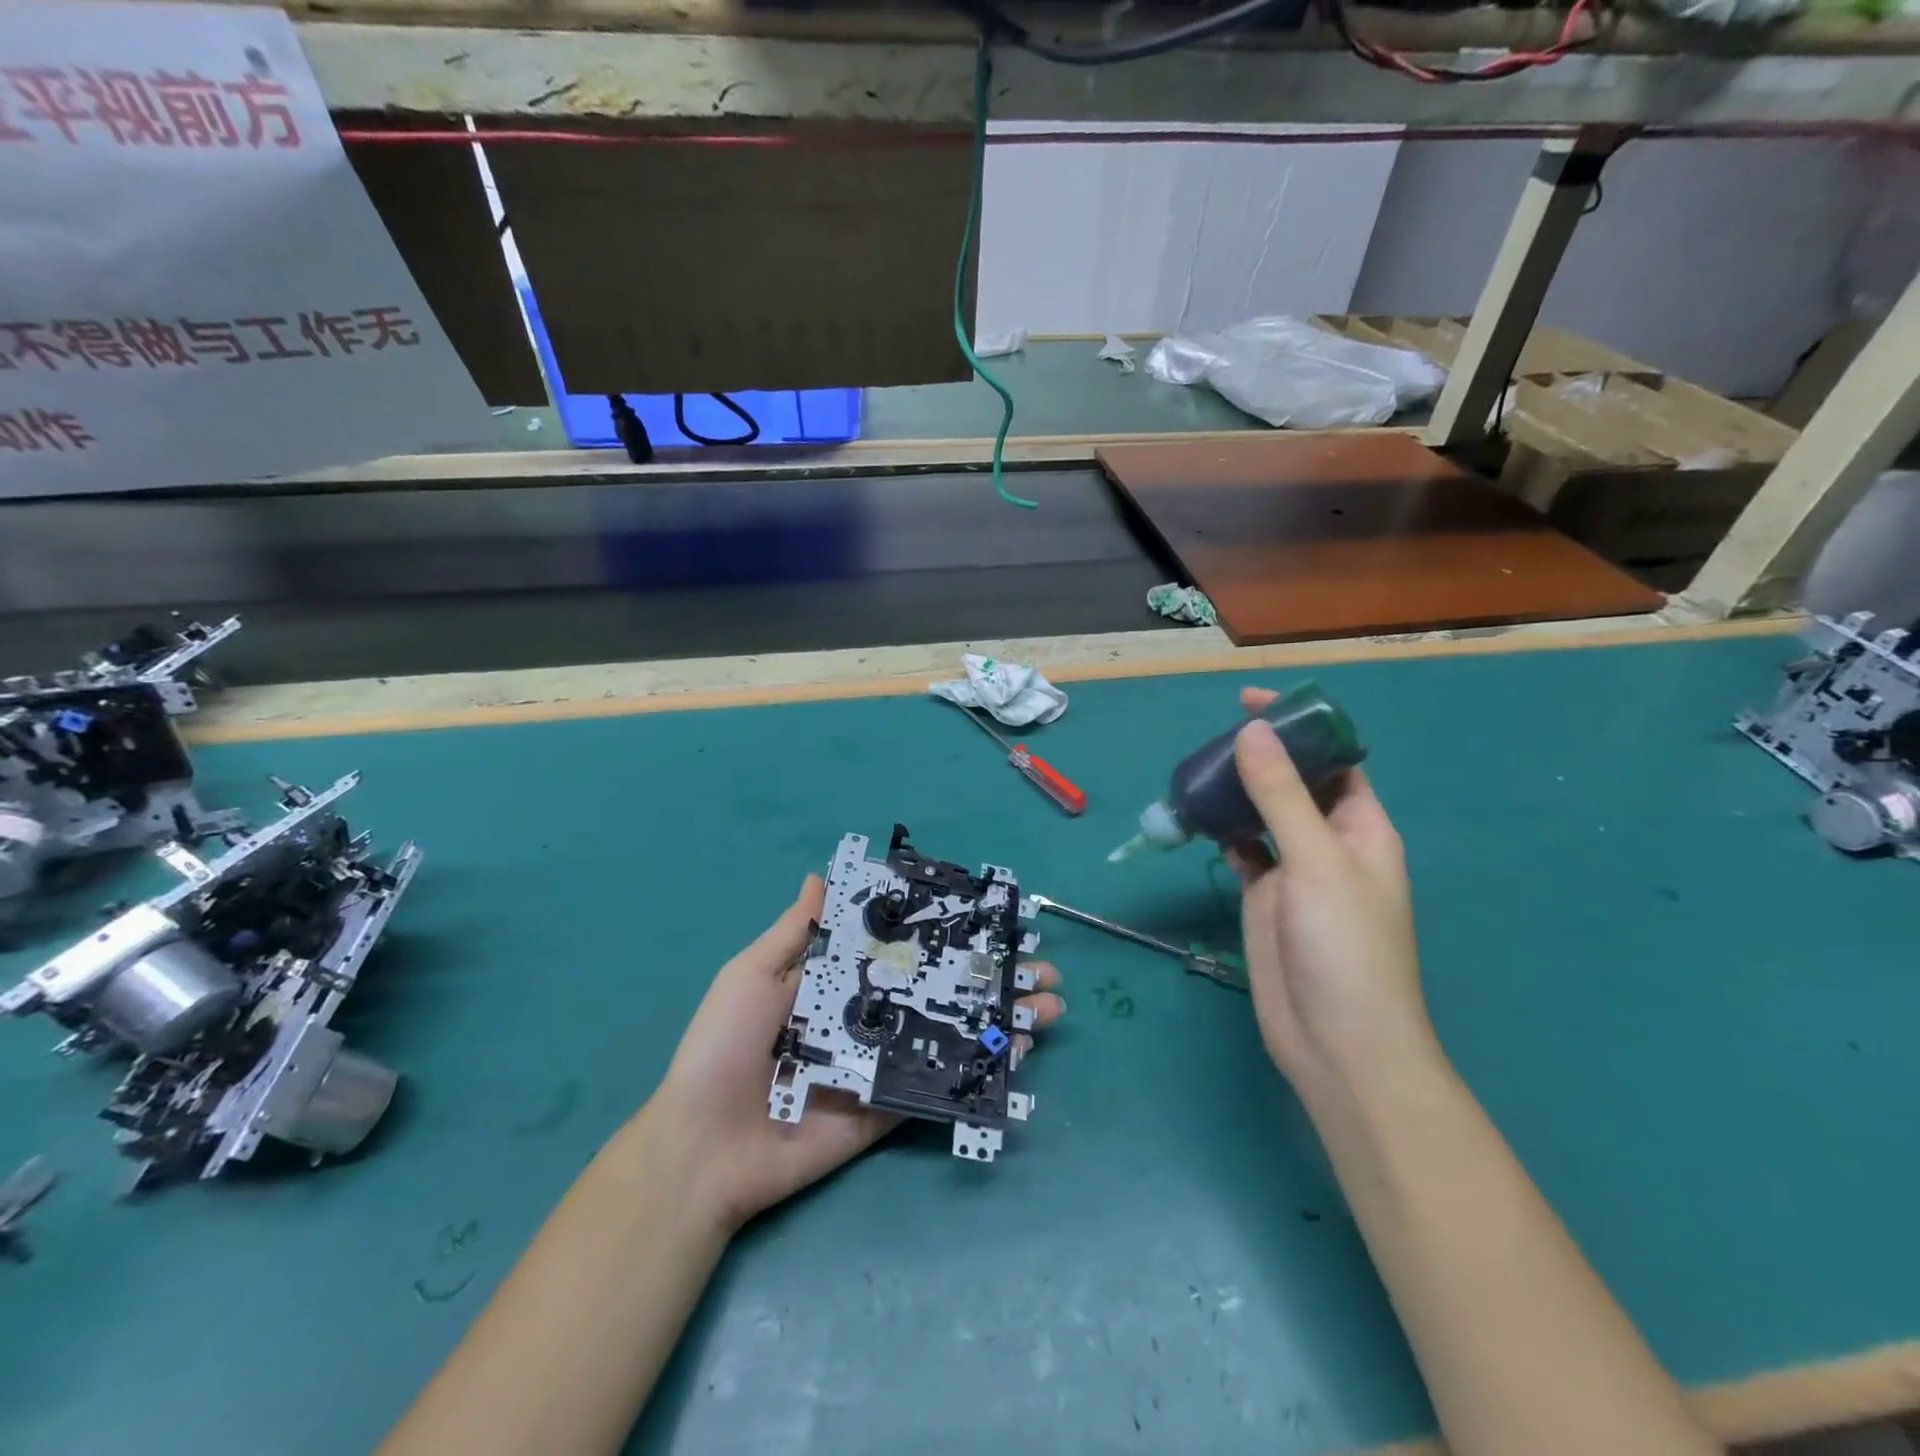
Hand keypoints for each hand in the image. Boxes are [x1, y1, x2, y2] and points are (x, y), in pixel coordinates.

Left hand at [642, 874, 1065, 1230]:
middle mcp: (870, 1016)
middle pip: (940, 987)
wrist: (704, 1147)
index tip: (992, 916)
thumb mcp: (752, 975)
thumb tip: (819, 876)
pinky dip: (982, 1067)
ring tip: (1049, 1002)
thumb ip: (795, 933)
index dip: (946, 931)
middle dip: (991, 974)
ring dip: (1001, 1016)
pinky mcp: (890, 1107)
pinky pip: (941, 1083)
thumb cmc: (725, 1047)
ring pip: (953, 1032)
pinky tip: (1019, 1048)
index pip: (903, 947)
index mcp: (839, 982)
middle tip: (1040, 964)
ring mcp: (884, 1062)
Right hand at [1228, 687, 1436, 1099]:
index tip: (1252, 702)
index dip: (1301, 726)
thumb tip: (1253, 732)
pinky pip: (1241, 849)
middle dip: (1260, 754)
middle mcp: (1330, 842)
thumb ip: (1282, 796)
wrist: (1337, 1043)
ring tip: (1196, 770)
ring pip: (1263, 814)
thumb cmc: (1345, 946)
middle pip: (1295, 782)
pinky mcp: (1263, 896)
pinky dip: (1221, 831)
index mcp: (1363, 827)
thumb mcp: (1317, 861)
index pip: (1335, 759)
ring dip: (1235, 791)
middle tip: (1212, 736)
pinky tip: (1197, 818)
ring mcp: (1294, 871)